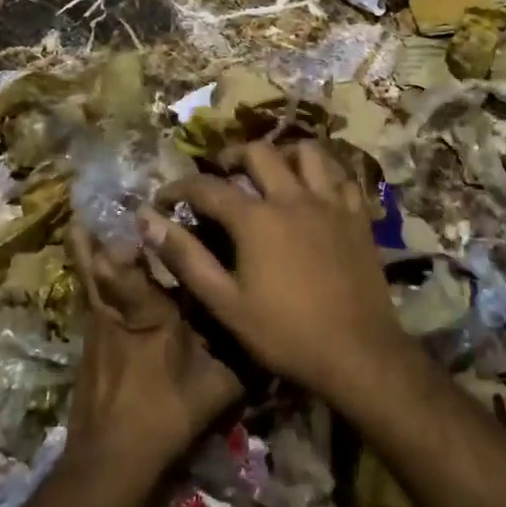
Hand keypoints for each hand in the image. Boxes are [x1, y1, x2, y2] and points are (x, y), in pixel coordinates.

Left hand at [63, 227, 243, 489]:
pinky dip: (90, 278)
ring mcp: (96, 328)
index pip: (130, 264)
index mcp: (148, 313)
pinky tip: (96, 273)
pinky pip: (89, 298)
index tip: (138, 205)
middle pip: (96, 263)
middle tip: (89, 202)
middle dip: (93, 234)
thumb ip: (243, 356)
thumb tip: (273, 331)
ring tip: (80, 221)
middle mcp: (117, 311)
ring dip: (85, 250)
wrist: (111, 460)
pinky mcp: (88, 345)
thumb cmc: (166, 414)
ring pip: (87, 279)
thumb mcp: (217, 386)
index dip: (131, 233)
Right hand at [148, 141, 407, 407]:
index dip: (180, 187)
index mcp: (256, 218)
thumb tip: (147, 221)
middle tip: (220, 174)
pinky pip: (341, 177)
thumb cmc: (285, 333)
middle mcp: (293, 197)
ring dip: (283, 154)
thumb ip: (185, 258)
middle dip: (231, 157)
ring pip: (307, 152)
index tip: (164, 198)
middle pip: (259, 153)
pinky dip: (324, 174)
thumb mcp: (225, 303)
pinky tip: (315, 190)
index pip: (208, 187)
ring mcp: (330, 203)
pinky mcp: (358, 216)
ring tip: (271, 172)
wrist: (358, 353)